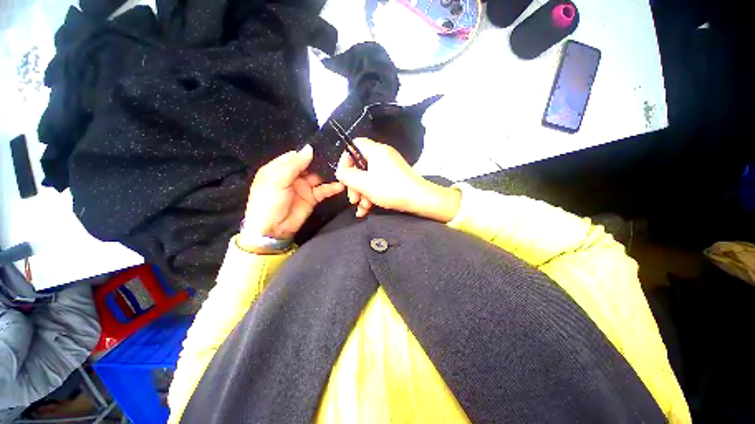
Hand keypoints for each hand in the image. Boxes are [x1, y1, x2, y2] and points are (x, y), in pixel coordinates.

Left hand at [239, 145, 343, 249]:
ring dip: (329, 174)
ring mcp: (304, 187)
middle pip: (310, 165)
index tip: (324, 147)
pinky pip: (324, 190)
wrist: (272, 230)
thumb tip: (309, 148)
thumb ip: (294, 165)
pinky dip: (332, 188)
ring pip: (319, 176)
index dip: (308, 152)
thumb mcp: (277, 181)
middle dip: (322, 162)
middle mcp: (293, 175)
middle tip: (337, 157)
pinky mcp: (312, 197)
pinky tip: (340, 185)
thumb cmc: (268, 202)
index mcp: (279, 168)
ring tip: (342, 170)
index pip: (296, 156)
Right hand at [335, 138, 460, 221]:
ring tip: (362, 208)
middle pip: (360, 166)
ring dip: (362, 193)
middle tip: (353, 199)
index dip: (345, 161)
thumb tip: (343, 174)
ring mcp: (389, 167)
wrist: (419, 199)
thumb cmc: (391, 189)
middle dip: (354, 185)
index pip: (354, 146)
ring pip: (368, 177)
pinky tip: (367, 209)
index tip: (344, 177)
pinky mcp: (394, 178)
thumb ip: (348, 176)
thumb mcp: (364, 183)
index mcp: (376, 150)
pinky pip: (377, 183)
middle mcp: (382, 156)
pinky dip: (371, 194)